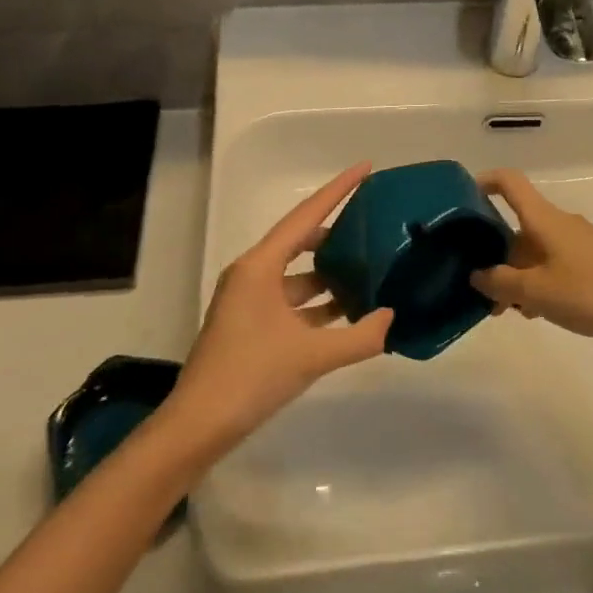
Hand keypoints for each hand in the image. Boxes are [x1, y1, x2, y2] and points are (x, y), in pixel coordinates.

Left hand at [169, 163, 393, 449]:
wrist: (199, 425)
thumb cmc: (251, 376)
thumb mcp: (312, 355)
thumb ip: (359, 336)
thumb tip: (393, 318)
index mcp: (260, 266)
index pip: (306, 216)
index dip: (337, 189)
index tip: (365, 168)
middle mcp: (252, 273)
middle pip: (301, 239)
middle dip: (337, 231)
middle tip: (374, 223)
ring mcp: (249, 299)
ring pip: (298, 274)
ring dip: (330, 273)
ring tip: (370, 269)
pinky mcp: (250, 323)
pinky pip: (291, 299)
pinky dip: (318, 302)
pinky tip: (347, 311)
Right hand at [471, 169, 592, 343]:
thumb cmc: (589, 292)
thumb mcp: (536, 291)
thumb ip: (500, 283)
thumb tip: (476, 275)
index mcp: (542, 219)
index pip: (508, 182)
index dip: (483, 182)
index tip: (461, 200)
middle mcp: (557, 223)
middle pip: (516, 226)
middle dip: (493, 253)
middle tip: (477, 287)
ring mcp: (576, 241)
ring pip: (532, 250)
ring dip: (514, 274)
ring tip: (505, 310)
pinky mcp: (590, 261)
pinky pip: (551, 263)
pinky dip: (536, 281)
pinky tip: (535, 312)